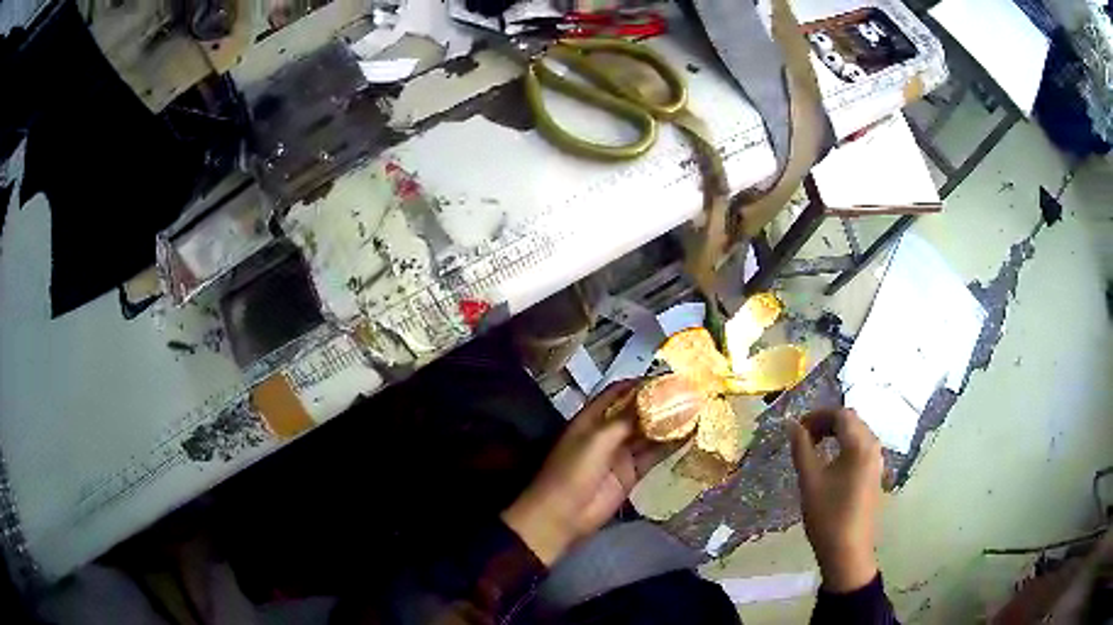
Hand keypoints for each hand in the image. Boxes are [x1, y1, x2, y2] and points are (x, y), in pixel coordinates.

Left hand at [502, 380, 673, 565]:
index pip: (619, 392)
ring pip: (649, 433)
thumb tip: (654, 400)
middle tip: (690, 393)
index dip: (641, 384)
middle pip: (637, 412)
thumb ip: (626, 420)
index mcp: (592, 418)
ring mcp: (621, 453)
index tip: (669, 377)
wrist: (564, 515)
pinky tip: (690, 437)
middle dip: (661, 403)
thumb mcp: (597, 440)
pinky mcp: (632, 473)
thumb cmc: (573, 472)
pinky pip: (653, 455)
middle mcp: (608, 431)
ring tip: (696, 411)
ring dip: (669, 424)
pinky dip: (670, 446)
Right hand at [788, 408, 883, 592]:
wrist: (848, 551)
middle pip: (852, 421)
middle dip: (827, 422)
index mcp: (860, 445)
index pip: (841, 414)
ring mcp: (877, 461)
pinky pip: (862, 448)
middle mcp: (873, 447)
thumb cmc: (827, 515)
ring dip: (837, 434)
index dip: (818, 415)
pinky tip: (831, 463)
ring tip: (814, 448)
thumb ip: (801, 448)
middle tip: (804, 436)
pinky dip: (846, 446)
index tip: (797, 428)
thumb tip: (792, 424)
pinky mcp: (876, 474)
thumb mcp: (810, 480)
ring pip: (858, 433)